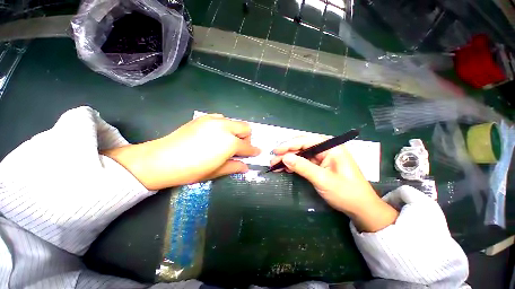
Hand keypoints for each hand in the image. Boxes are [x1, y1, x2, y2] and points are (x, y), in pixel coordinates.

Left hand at [103, 114, 260, 189]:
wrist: (162, 159)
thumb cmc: (192, 170)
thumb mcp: (216, 171)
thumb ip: (234, 166)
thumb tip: (246, 167)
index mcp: (230, 143)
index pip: (247, 147)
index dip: (253, 151)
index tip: (257, 152)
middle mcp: (225, 127)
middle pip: (245, 128)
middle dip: (246, 138)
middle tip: (239, 148)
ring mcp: (213, 120)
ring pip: (234, 122)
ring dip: (235, 131)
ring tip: (226, 141)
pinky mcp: (203, 118)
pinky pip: (221, 118)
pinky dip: (224, 126)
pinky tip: (215, 134)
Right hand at [271, 136, 397, 231]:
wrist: (360, 208)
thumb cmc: (346, 193)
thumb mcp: (323, 180)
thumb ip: (303, 167)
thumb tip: (285, 158)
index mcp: (331, 147)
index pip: (306, 141)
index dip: (289, 144)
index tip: (276, 150)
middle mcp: (326, 149)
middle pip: (302, 146)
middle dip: (287, 152)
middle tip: (273, 159)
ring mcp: (322, 157)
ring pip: (301, 154)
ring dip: (288, 159)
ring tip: (275, 165)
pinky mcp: (319, 165)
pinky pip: (303, 161)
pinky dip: (293, 165)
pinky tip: (285, 168)